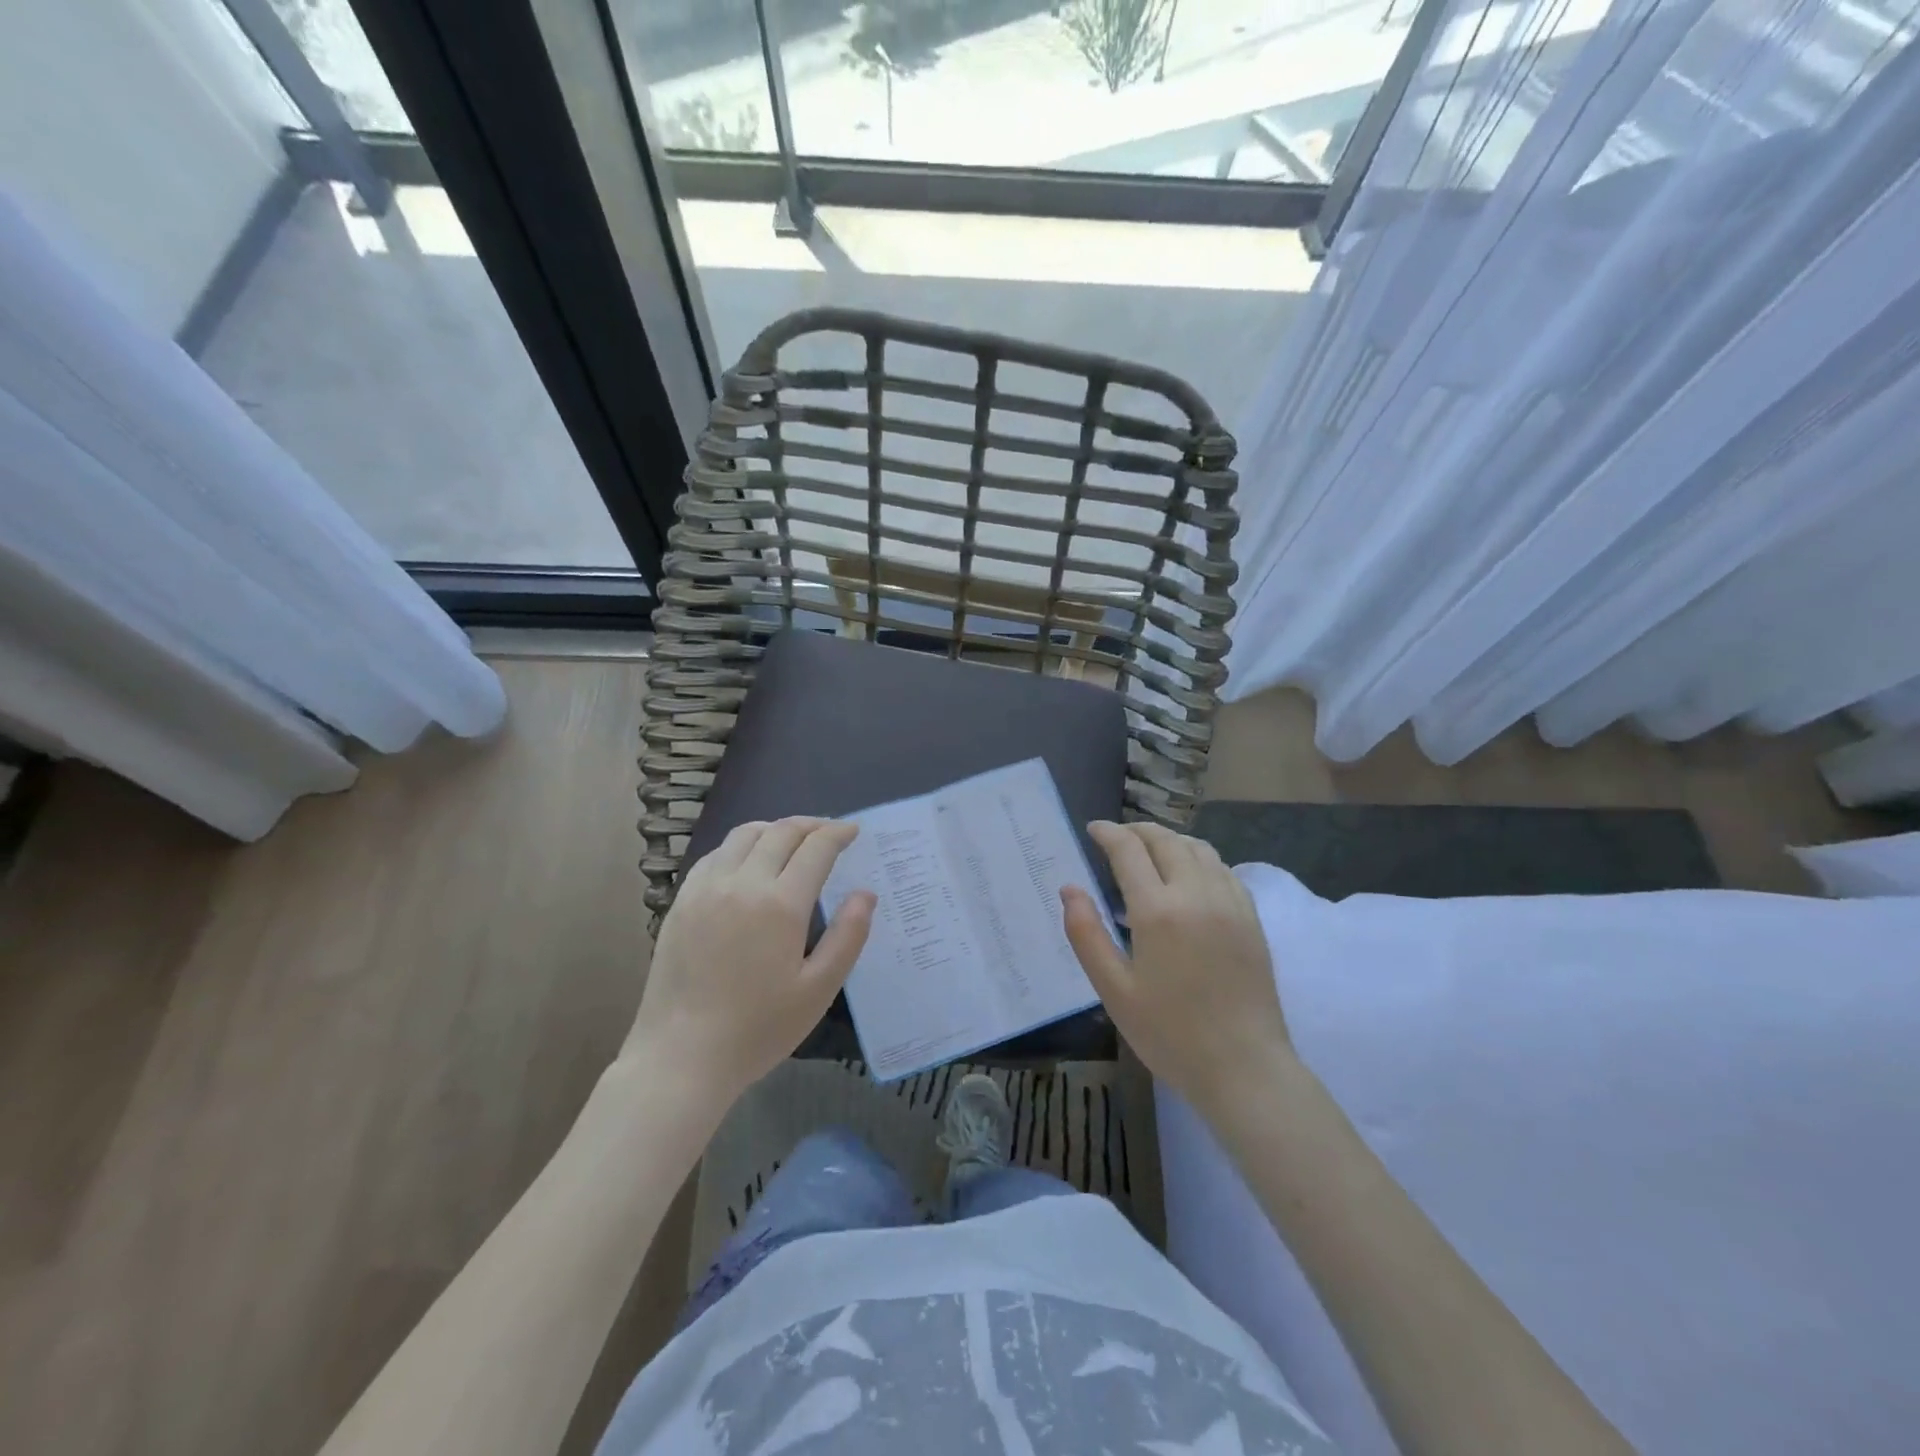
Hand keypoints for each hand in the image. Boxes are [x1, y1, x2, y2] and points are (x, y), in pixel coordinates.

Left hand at [625, 818, 874, 1114]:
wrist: (681, 1056)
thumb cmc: (758, 1029)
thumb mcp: (818, 990)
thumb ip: (848, 936)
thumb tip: (865, 894)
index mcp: (780, 904)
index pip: (816, 848)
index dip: (838, 833)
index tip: (853, 830)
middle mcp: (742, 883)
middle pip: (780, 832)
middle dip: (811, 825)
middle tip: (829, 831)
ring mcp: (706, 889)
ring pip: (744, 835)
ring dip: (774, 829)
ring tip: (791, 840)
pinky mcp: (682, 901)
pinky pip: (715, 855)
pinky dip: (740, 846)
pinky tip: (748, 862)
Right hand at [1062, 821, 1290, 1114]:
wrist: (1244, 1067)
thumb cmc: (1170, 1033)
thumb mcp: (1114, 990)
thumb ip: (1086, 934)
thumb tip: (1069, 889)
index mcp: (1157, 910)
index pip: (1129, 850)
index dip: (1108, 833)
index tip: (1092, 829)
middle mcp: (1196, 894)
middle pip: (1165, 840)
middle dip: (1137, 830)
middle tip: (1117, 836)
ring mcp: (1229, 903)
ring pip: (1198, 848)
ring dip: (1169, 839)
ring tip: (1150, 849)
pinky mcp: (1251, 917)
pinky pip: (1223, 869)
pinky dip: (1199, 857)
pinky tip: (1190, 874)